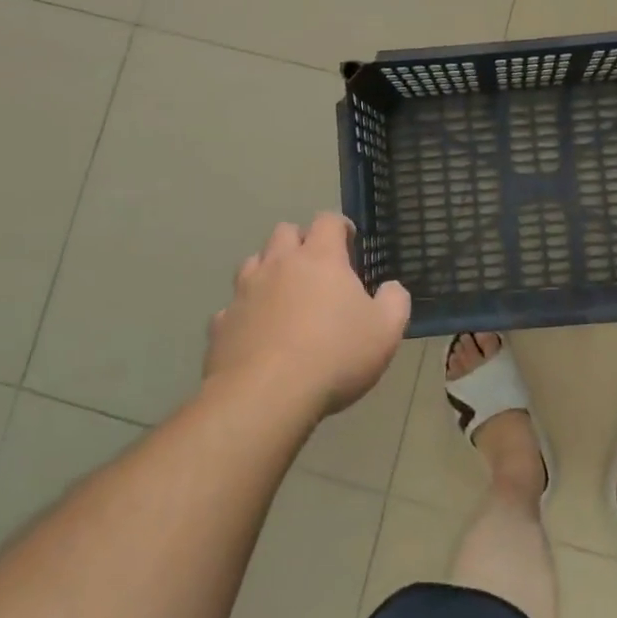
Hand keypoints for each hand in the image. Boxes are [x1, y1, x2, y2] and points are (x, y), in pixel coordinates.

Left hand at [206, 214, 410, 418]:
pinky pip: (233, 307)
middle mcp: (278, 264)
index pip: (327, 220)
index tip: (350, 243)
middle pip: (284, 232)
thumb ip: (395, 301)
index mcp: (320, 258)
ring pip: (253, 263)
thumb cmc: (335, 356)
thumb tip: (391, 288)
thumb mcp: (386, 331)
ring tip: (284, 296)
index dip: (340, 226)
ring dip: (269, 271)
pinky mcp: (221, 324)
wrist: (266, 397)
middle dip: (300, 241)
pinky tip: (257, 334)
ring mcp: (245, 292)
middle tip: (316, 267)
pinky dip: (246, 313)